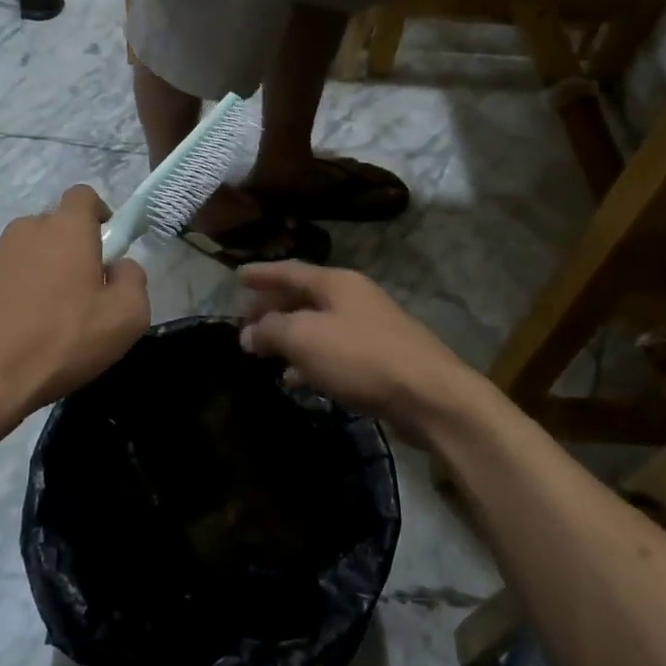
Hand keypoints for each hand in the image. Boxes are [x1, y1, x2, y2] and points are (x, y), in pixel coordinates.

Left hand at [0, 185, 148, 424]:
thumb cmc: (62, 341)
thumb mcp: (125, 318)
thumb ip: (134, 280)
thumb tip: (121, 266)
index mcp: (66, 229)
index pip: (83, 195)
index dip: (98, 213)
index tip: (106, 244)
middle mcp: (26, 230)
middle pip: (54, 226)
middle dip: (70, 249)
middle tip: (82, 291)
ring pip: (27, 252)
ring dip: (41, 271)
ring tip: (48, 316)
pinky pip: (2, 277)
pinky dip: (14, 292)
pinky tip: (19, 329)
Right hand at [237, 261, 484, 441]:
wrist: (429, 395)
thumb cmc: (361, 357)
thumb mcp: (305, 339)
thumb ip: (272, 330)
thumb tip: (248, 332)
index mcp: (336, 283)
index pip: (289, 270)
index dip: (261, 273)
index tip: (236, 277)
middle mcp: (353, 298)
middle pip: (303, 296)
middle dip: (272, 306)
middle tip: (244, 318)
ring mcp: (368, 328)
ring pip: (317, 325)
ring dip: (288, 335)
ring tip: (261, 350)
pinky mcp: (377, 359)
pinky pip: (332, 351)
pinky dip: (309, 360)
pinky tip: (294, 378)